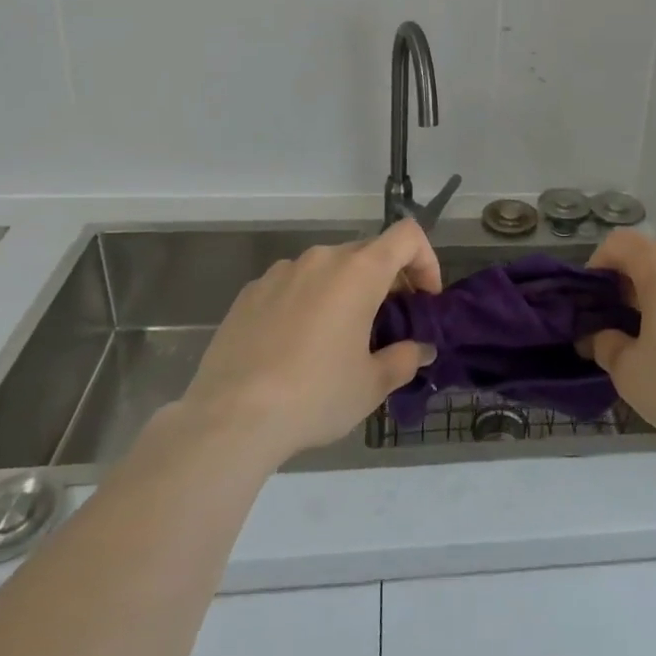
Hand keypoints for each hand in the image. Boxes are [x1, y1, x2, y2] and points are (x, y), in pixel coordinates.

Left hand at [183, 220, 440, 465]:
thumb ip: (405, 359)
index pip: (407, 236)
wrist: (229, 419)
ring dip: (345, 291)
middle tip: (388, 325)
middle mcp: (321, 259)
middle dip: (387, 281)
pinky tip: (296, 346)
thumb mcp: (372, 385)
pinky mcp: (250, 292)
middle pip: (368, 252)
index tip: (424, 300)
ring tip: (339, 338)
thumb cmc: (314, 395)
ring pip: (328, 269)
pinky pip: (293, 285)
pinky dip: (308, 302)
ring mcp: (281, 272)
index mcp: (358, 271)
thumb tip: (420, 349)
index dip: (426, 260)